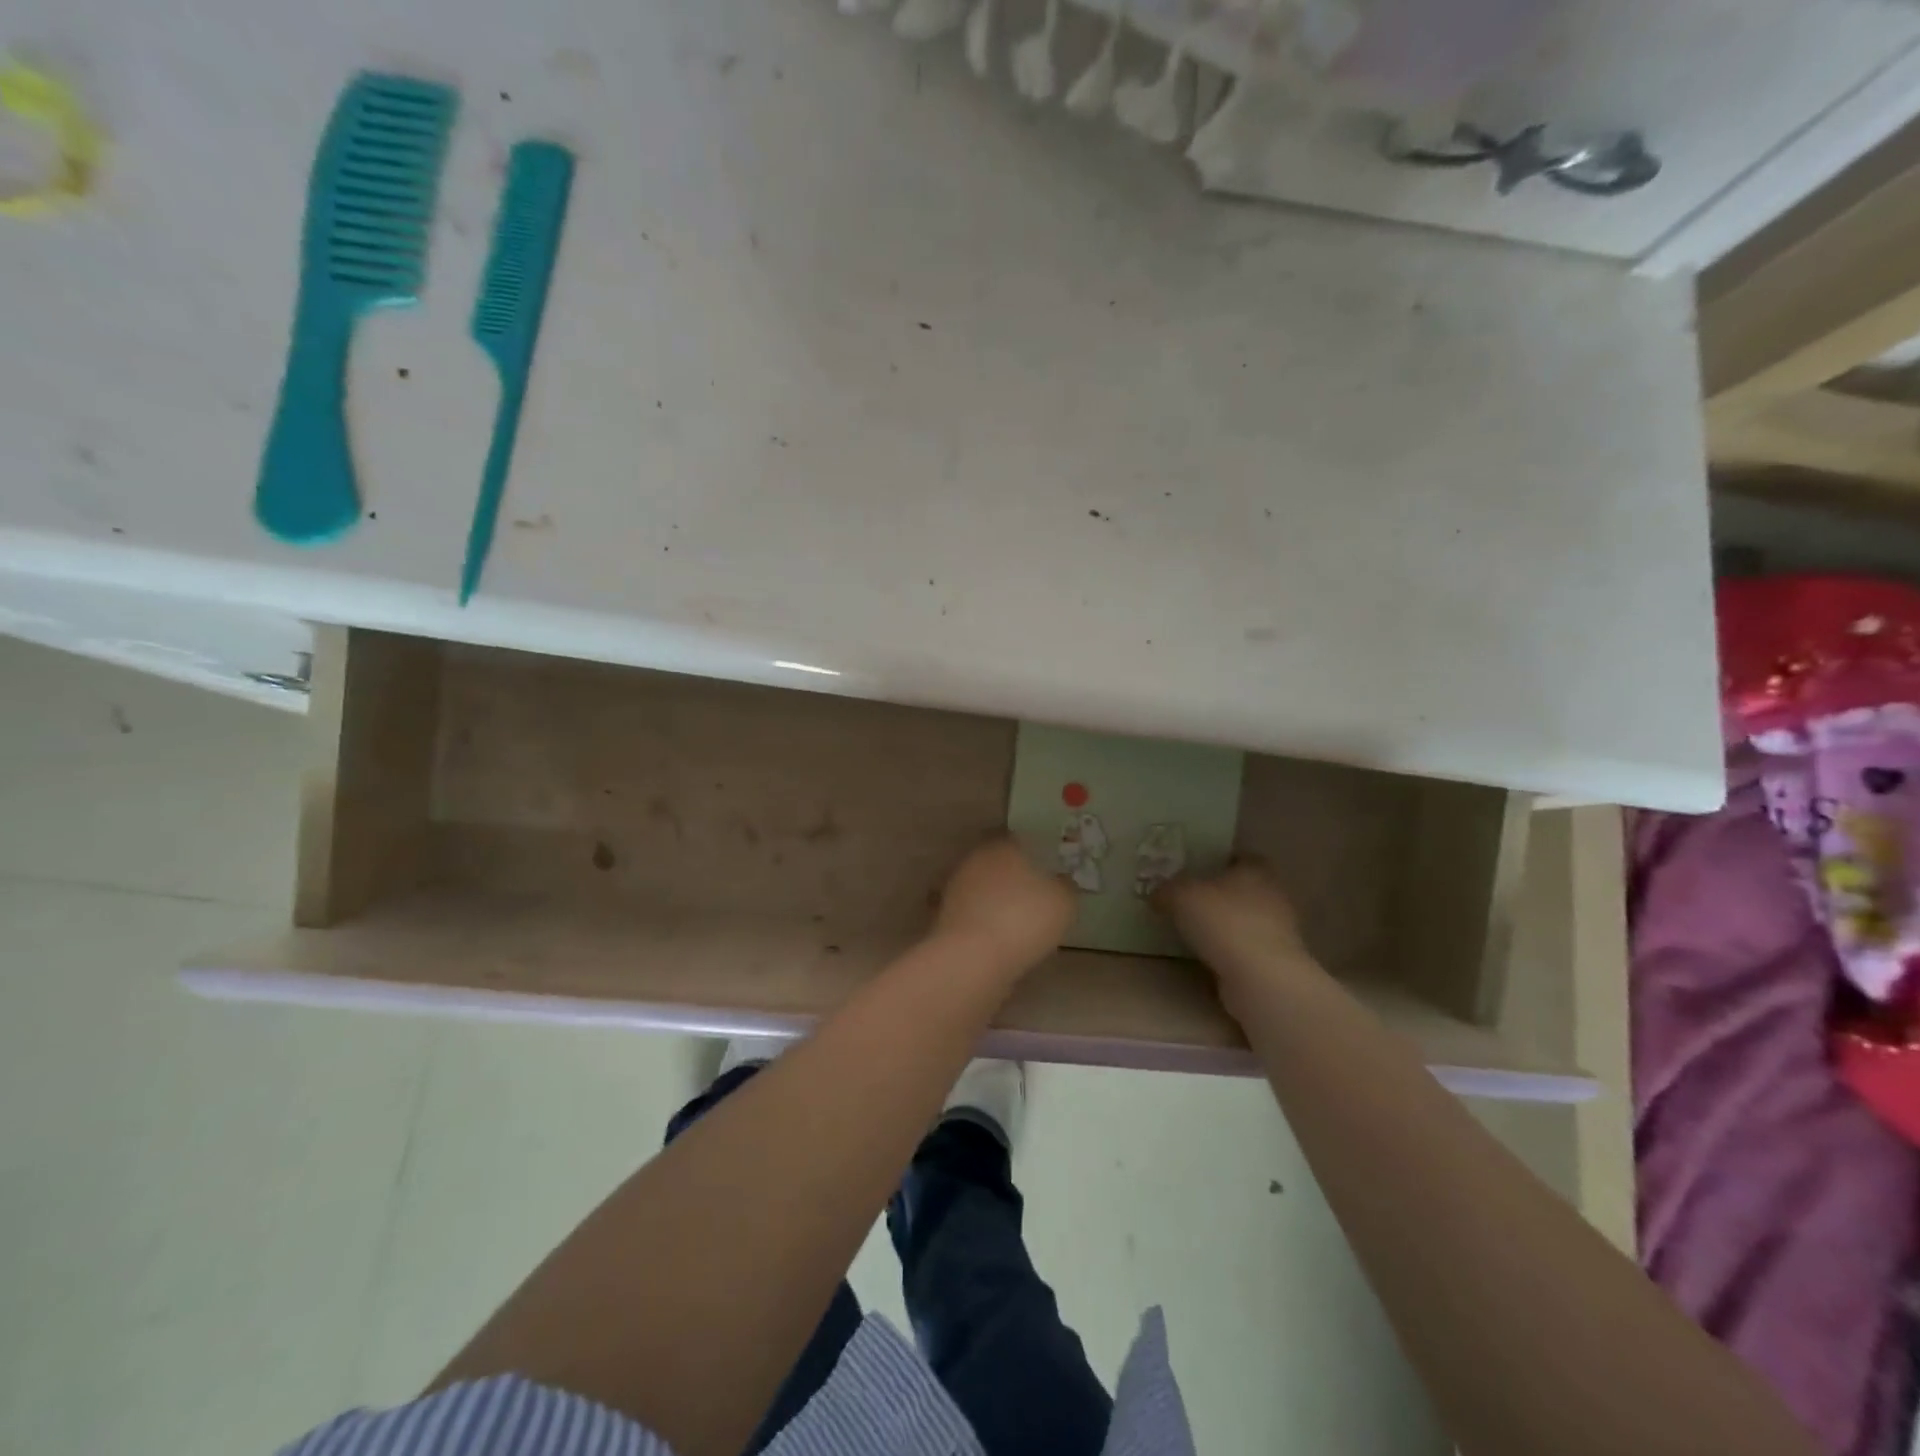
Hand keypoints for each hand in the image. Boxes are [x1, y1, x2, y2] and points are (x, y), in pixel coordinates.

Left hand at [931, 836, 1075, 974]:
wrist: (972, 959)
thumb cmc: (1024, 919)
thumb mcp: (1063, 902)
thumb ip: (1065, 887)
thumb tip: (1062, 882)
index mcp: (1003, 846)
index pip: (1019, 840)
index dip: (1034, 853)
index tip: (1047, 868)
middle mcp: (975, 860)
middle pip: (998, 863)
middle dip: (1013, 876)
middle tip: (1034, 894)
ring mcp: (955, 889)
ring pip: (982, 888)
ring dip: (996, 900)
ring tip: (1017, 920)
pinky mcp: (945, 917)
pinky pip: (972, 914)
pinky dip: (984, 922)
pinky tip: (999, 938)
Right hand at [1154, 859, 1314, 985]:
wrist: (1260, 978)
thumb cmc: (1224, 921)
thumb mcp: (1181, 895)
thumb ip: (1166, 890)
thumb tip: (1158, 895)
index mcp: (1256, 869)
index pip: (1239, 856)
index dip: (1217, 860)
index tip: (1193, 869)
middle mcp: (1273, 895)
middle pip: (1241, 888)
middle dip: (1217, 894)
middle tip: (1186, 899)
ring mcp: (1278, 931)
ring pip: (1243, 919)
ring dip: (1222, 925)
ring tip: (1190, 929)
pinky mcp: (1273, 961)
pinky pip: (1244, 947)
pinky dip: (1227, 950)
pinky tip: (1204, 956)